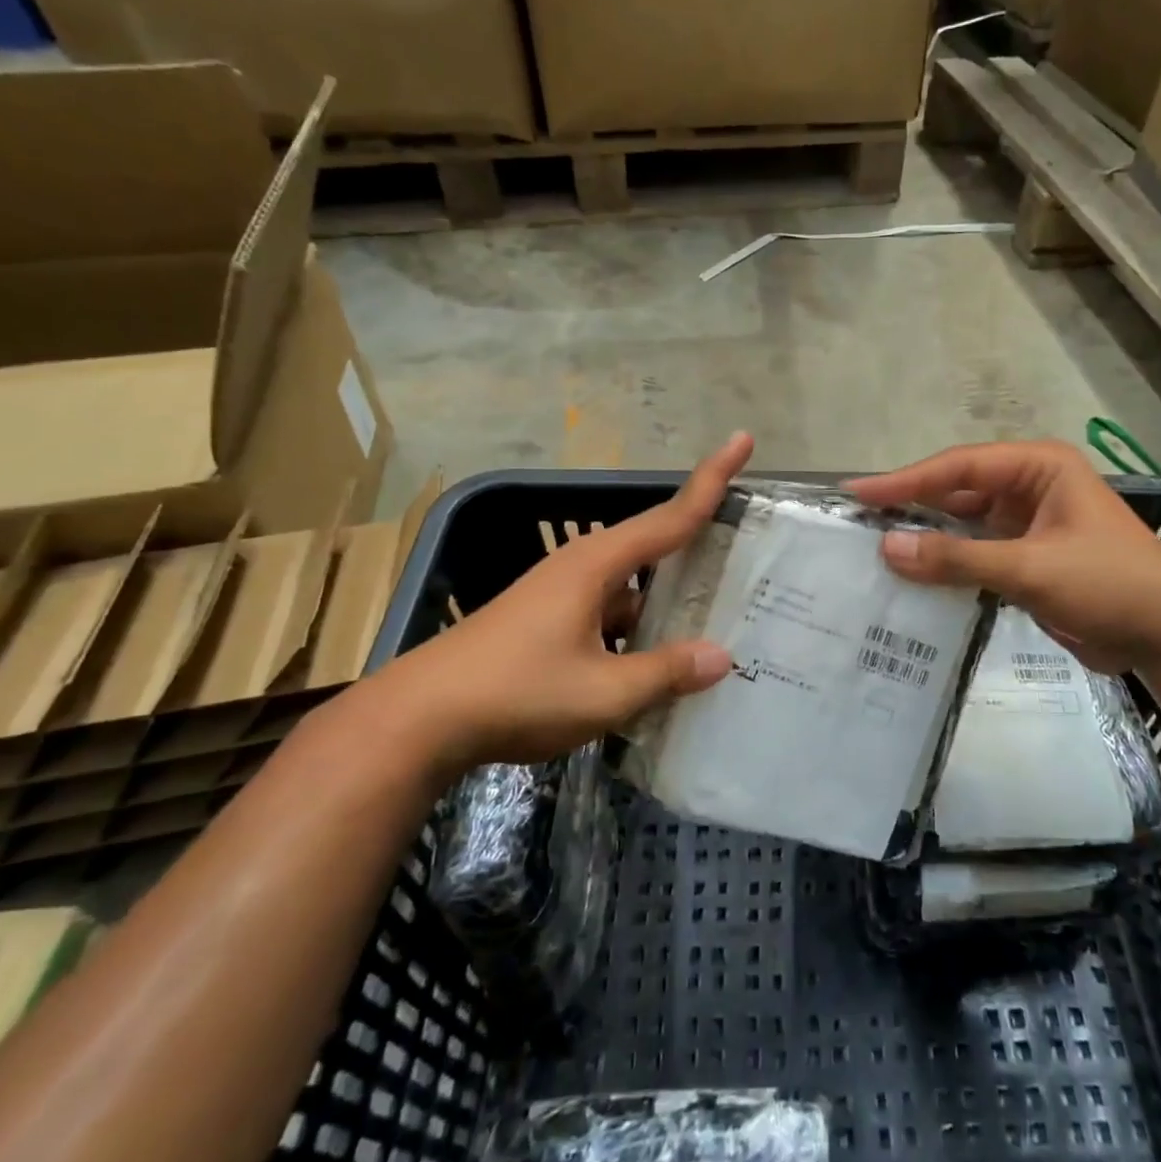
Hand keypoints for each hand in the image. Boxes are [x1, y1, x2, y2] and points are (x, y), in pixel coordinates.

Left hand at [364, 433, 752, 775]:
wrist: (415, 721)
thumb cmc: (514, 693)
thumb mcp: (601, 692)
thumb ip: (664, 673)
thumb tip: (722, 658)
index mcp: (596, 566)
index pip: (670, 516)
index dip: (712, 479)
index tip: (743, 440)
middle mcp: (578, 568)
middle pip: (652, 547)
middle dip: (696, 545)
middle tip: (744, 551)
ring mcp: (557, 596)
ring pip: (629, 589)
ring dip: (665, 601)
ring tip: (712, 621)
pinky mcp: (543, 623)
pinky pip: (607, 615)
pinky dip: (636, 630)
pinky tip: (654, 665)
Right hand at [846, 440, 1160, 675]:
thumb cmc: (1110, 583)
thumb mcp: (1031, 567)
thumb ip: (958, 559)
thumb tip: (888, 549)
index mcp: (1037, 468)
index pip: (958, 467)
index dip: (905, 480)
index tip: (857, 493)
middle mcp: (1028, 489)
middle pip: (956, 493)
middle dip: (911, 509)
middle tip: (857, 524)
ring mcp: (1026, 527)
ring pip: (962, 527)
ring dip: (926, 541)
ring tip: (873, 553)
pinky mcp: (1025, 561)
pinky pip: (974, 557)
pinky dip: (946, 568)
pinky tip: (911, 580)